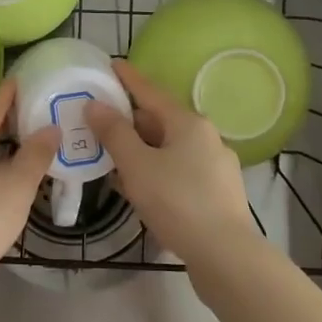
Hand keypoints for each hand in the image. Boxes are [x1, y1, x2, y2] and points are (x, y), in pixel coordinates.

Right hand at [86, 60, 257, 265]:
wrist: (226, 257)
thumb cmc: (177, 202)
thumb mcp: (137, 165)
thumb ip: (114, 133)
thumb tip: (95, 105)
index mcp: (189, 123)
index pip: (151, 91)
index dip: (128, 78)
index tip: (111, 64)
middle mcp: (206, 138)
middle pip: (160, 121)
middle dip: (130, 122)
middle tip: (100, 123)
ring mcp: (215, 167)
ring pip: (169, 150)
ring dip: (141, 151)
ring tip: (112, 159)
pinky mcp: (217, 195)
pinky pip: (178, 173)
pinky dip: (155, 173)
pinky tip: (138, 190)